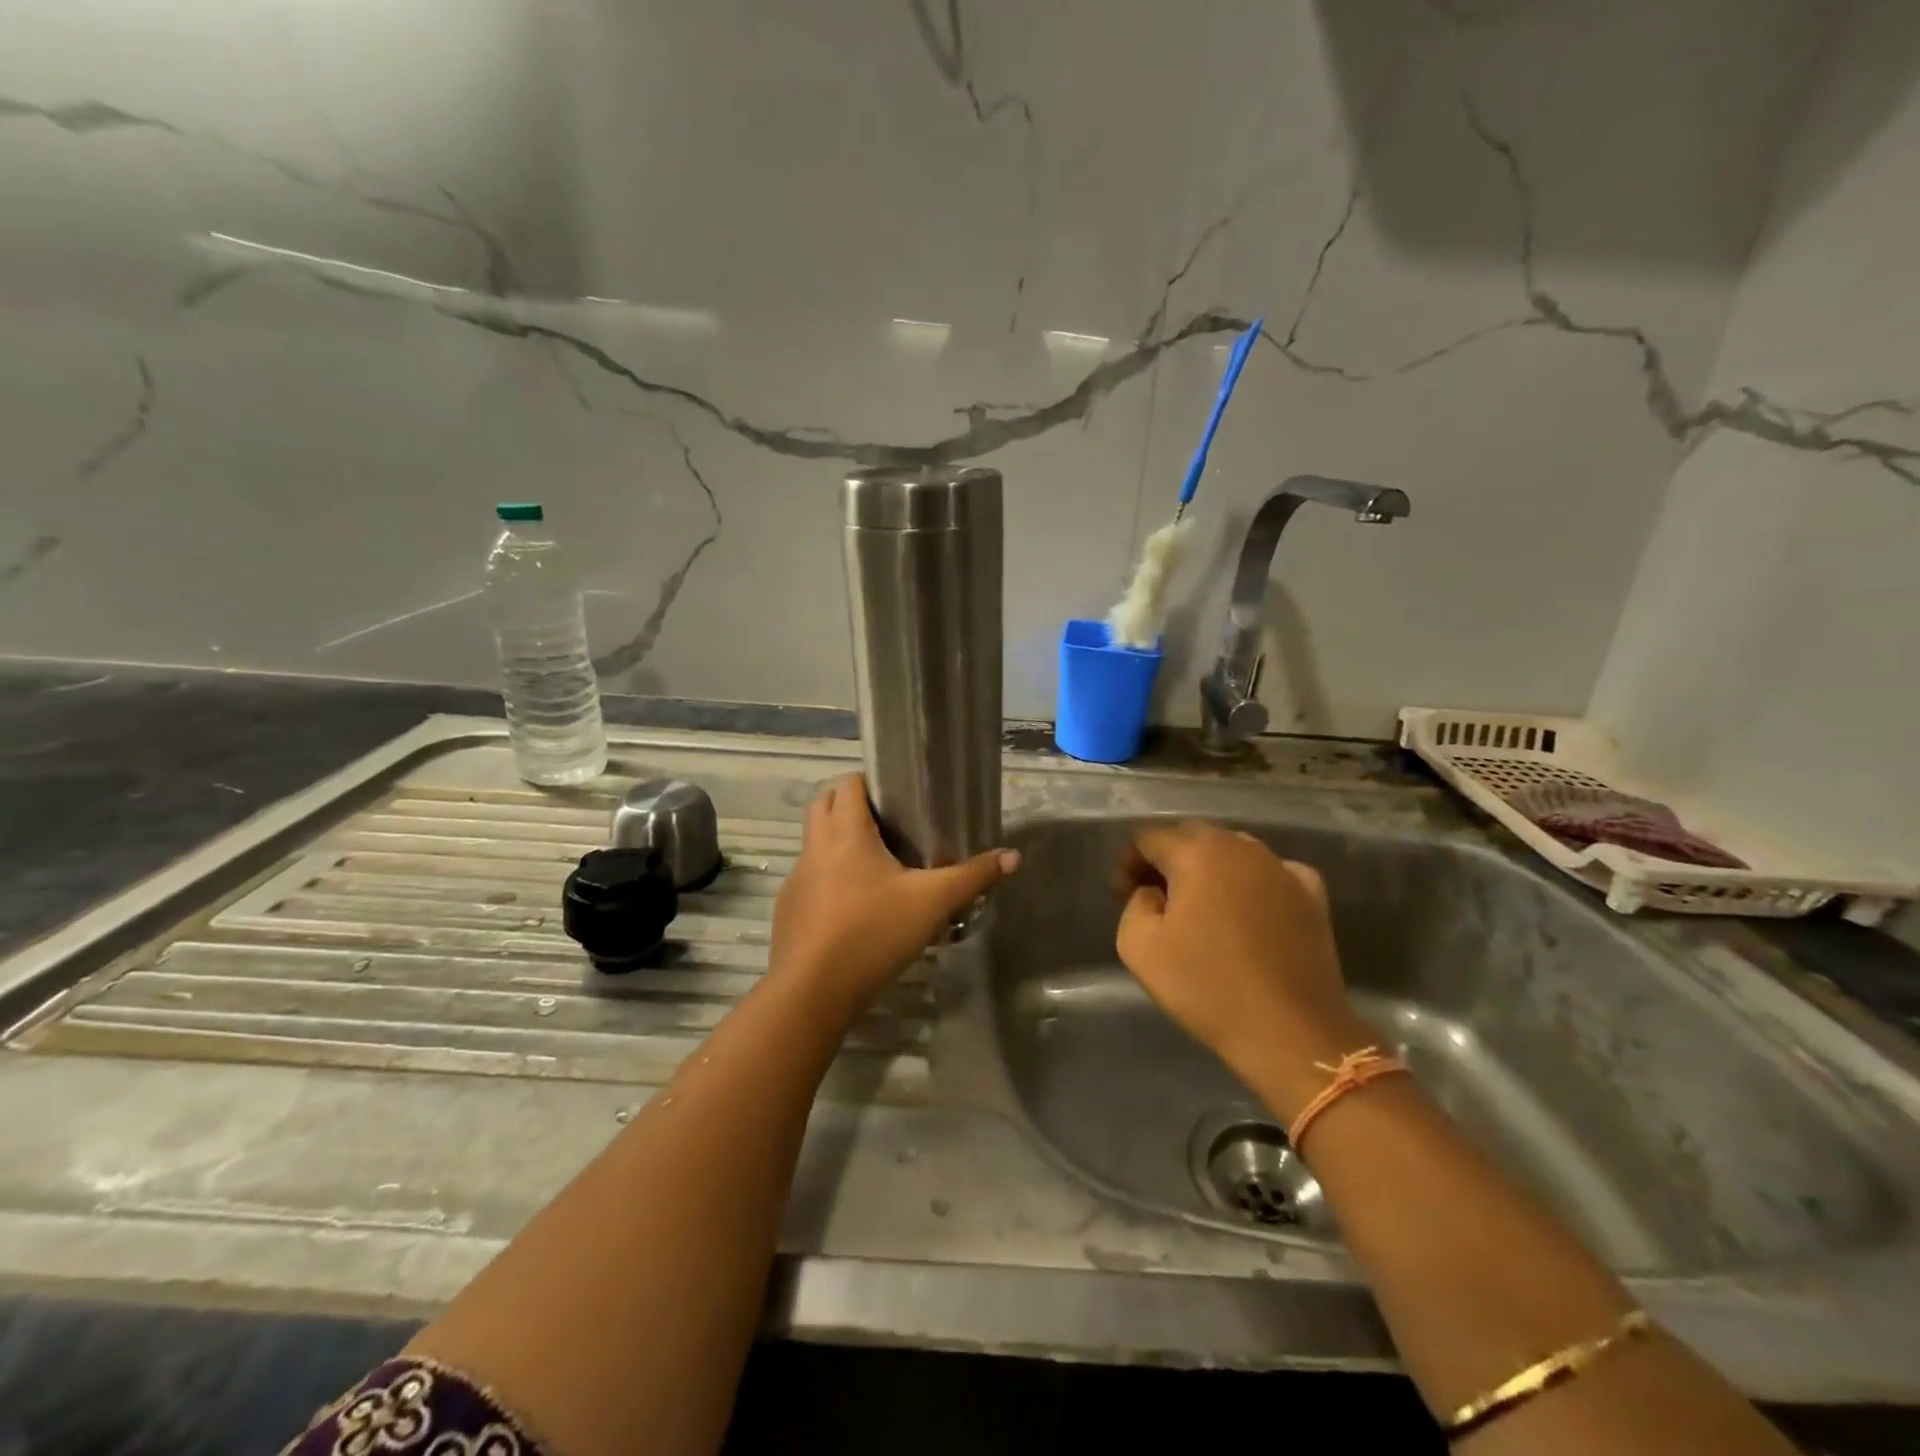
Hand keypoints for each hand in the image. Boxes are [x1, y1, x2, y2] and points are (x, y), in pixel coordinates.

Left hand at [770, 774, 1018, 1020]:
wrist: (812, 991)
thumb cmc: (873, 932)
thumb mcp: (932, 903)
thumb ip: (972, 877)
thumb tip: (1013, 856)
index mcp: (846, 832)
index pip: (848, 782)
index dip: (870, 781)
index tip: (898, 796)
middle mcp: (815, 846)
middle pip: (824, 803)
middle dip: (851, 803)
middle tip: (888, 823)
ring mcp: (797, 878)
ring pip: (814, 842)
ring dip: (838, 841)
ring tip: (876, 864)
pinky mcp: (788, 909)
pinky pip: (810, 878)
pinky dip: (828, 879)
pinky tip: (854, 907)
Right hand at [1116, 821, 1368, 1118]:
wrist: (1290, 1031)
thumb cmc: (1207, 987)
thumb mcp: (1138, 947)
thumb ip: (1135, 904)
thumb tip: (1154, 893)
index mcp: (1196, 853)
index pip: (1149, 837)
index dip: (1130, 863)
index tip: (1124, 896)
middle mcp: (1241, 847)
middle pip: (1192, 837)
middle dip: (1168, 860)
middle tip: (1157, 899)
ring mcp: (1282, 868)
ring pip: (1233, 851)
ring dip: (1210, 869)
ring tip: (1202, 907)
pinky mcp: (1312, 895)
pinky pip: (1273, 872)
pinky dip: (1253, 883)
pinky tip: (1249, 910)